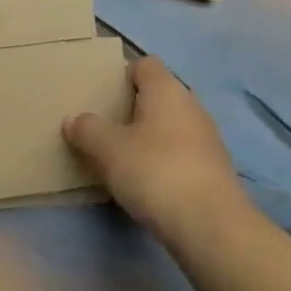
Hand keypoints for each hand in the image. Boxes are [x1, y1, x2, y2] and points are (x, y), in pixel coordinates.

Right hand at [64, 56, 245, 246]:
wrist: (212, 226)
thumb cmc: (155, 172)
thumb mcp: (108, 150)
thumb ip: (87, 130)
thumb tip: (74, 119)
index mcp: (166, 88)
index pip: (144, 64)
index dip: (123, 75)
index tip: (104, 96)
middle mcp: (191, 104)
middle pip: (159, 94)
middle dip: (134, 108)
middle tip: (108, 128)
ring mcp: (208, 137)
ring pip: (172, 125)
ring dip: (151, 137)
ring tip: (125, 158)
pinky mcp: (216, 169)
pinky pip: (184, 152)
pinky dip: (167, 161)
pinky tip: (150, 183)